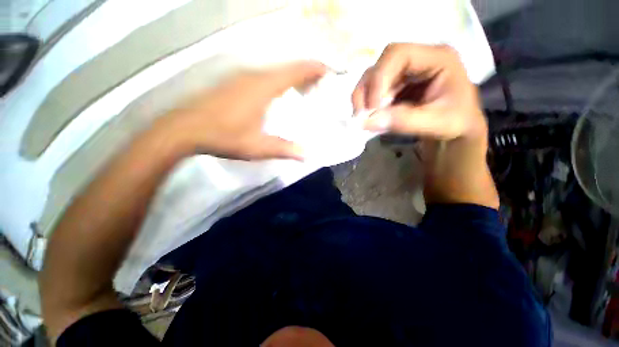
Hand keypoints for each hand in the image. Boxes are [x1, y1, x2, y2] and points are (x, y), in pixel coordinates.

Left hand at [160, 61, 325, 160]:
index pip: (295, 71)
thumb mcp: (258, 147)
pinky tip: (279, 94)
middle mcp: (254, 76)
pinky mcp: (234, 83)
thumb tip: (307, 155)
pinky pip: (263, 76)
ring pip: (275, 71)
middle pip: (287, 68)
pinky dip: (277, 81)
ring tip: (303, 90)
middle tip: (319, 85)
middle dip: (306, 73)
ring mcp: (242, 77)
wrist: (186, 129)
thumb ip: (284, 149)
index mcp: (264, 88)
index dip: (314, 68)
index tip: (329, 71)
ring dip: (291, 77)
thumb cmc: (225, 136)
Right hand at [352, 43, 486, 139]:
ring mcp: (404, 73)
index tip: (373, 107)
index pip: (399, 54)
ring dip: (363, 98)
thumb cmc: (456, 122)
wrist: (457, 128)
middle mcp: (417, 60)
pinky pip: (373, 91)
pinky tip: (370, 117)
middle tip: (361, 115)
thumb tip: (367, 121)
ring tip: (364, 118)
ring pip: (372, 78)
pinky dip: (367, 105)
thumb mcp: (436, 124)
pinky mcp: (395, 87)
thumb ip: (404, 121)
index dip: (380, 78)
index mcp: (437, 58)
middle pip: (380, 65)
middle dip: (367, 90)